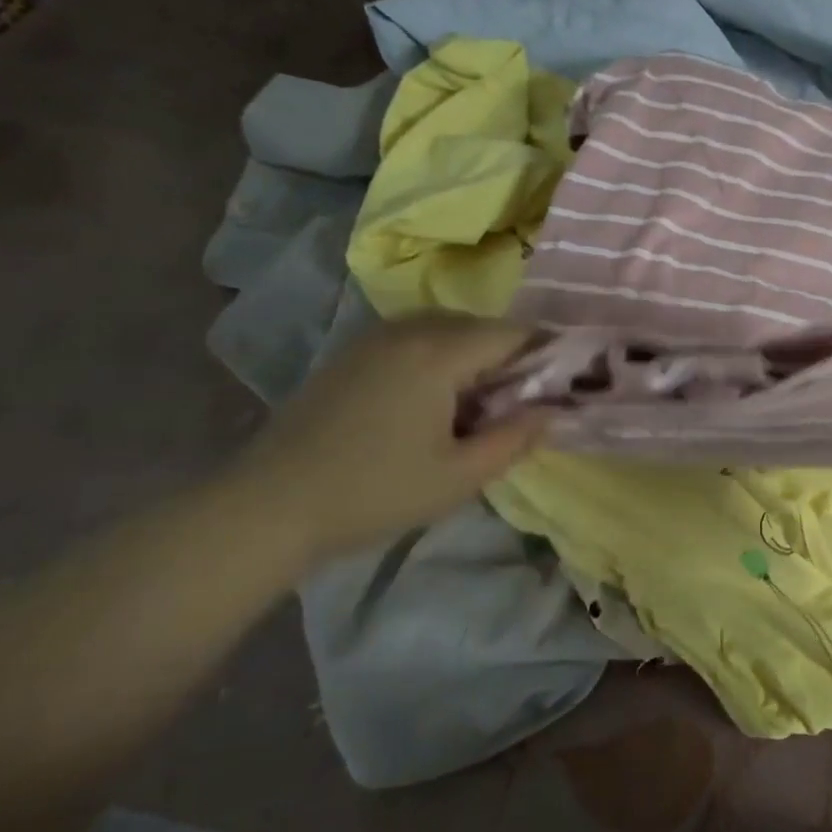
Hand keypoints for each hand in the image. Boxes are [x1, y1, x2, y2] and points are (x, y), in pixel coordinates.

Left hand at [224, 314, 545, 567]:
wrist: (270, 505)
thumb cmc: (376, 492)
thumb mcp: (460, 476)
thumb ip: (515, 439)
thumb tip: (553, 411)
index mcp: (439, 353)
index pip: (514, 333)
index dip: (546, 354)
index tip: (561, 386)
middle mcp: (408, 330)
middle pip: (481, 327)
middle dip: (510, 358)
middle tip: (517, 406)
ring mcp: (373, 339)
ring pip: (446, 330)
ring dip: (474, 358)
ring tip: (476, 408)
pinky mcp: (349, 354)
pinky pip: (413, 340)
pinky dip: (439, 359)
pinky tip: (431, 404)